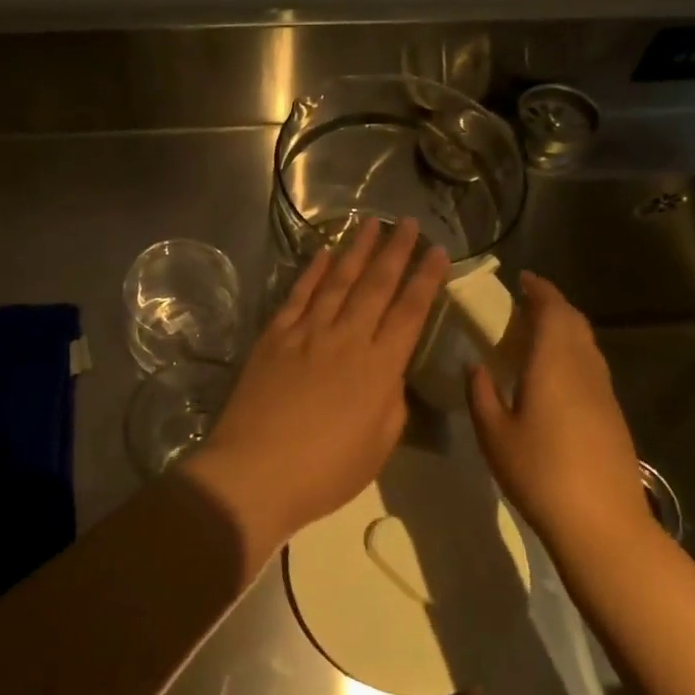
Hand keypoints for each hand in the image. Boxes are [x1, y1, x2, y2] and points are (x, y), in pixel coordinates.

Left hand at [185, 218, 448, 556]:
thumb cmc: (324, 472)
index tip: (439, 251)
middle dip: (396, 251)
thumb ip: (391, 401)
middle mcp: (346, 338)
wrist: (255, 472)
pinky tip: (325, 254)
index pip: (410, 312)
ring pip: (338, 281)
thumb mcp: (378, 446)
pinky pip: (298, 295)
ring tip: (371, 223)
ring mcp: (306, 333)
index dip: (426, 279)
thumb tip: (389, 371)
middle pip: (376, 285)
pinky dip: (314, 271)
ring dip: (357, 250)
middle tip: (408, 222)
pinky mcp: (274, 337)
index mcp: (379, 368)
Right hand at [466, 272, 646, 546]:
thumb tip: (475, 366)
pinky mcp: (612, 413)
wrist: (601, 521)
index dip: (539, 290)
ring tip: (535, 333)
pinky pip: (591, 366)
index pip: (552, 311)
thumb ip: (480, 393)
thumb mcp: (493, 434)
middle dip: (552, 305)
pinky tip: (553, 373)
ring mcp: (603, 392)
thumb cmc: (539, 472)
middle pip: (574, 322)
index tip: (522, 279)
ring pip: (586, 344)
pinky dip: (572, 353)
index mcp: (554, 364)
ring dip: (564, 328)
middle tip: (524, 303)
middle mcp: (584, 368)